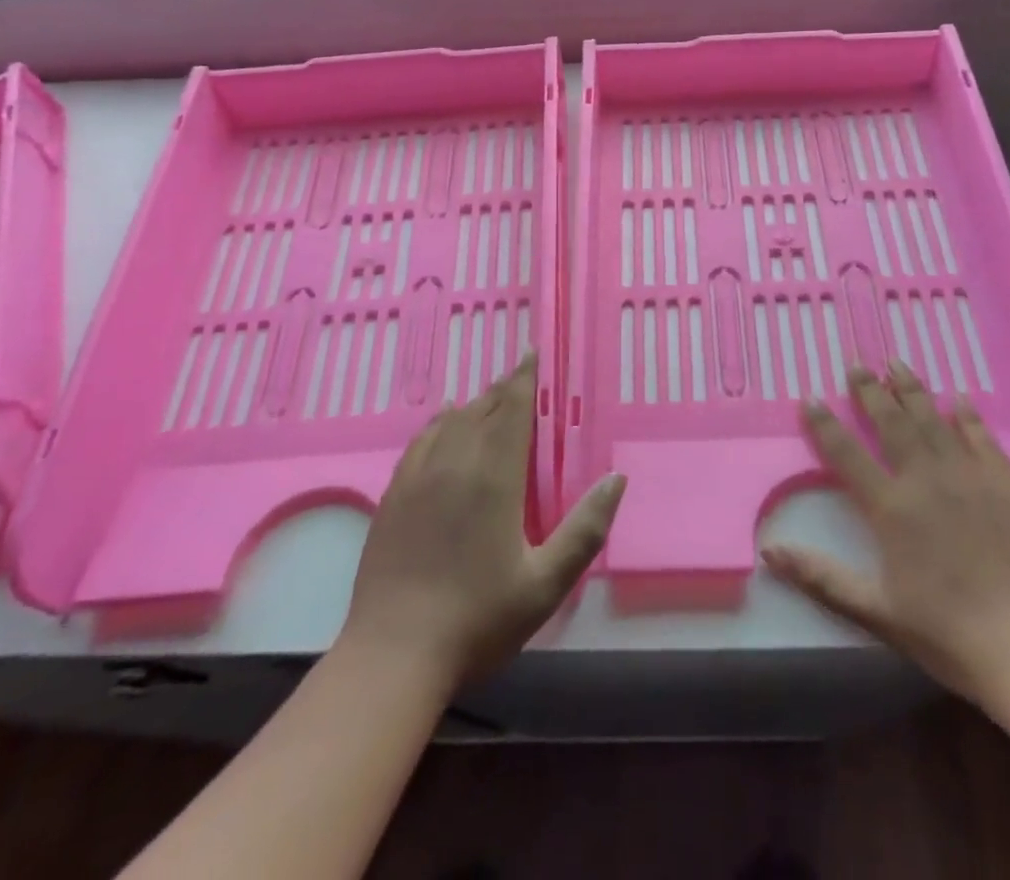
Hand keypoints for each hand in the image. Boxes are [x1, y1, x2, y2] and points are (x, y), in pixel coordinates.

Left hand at [340, 353, 626, 690]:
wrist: (393, 655)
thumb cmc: (478, 619)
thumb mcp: (546, 583)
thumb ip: (585, 529)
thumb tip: (616, 478)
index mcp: (494, 476)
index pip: (513, 408)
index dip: (525, 377)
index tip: (533, 353)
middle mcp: (455, 462)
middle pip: (483, 407)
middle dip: (505, 387)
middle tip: (522, 374)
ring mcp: (419, 476)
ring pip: (452, 419)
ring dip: (476, 402)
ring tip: (492, 395)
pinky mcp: (394, 494)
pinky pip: (422, 439)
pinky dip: (439, 421)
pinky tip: (443, 420)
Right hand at [762, 361, 1009, 714]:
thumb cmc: (951, 636)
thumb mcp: (877, 614)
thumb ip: (822, 578)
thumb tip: (769, 552)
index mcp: (891, 508)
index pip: (846, 454)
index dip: (825, 425)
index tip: (810, 398)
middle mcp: (926, 480)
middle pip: (891, 423)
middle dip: (870, 391)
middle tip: (857, 364)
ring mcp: (971, 477)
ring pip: (933, 420)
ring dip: (912, 390)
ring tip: (896, 363)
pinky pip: (982, 438)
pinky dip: (967, 416)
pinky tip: (958, 399)